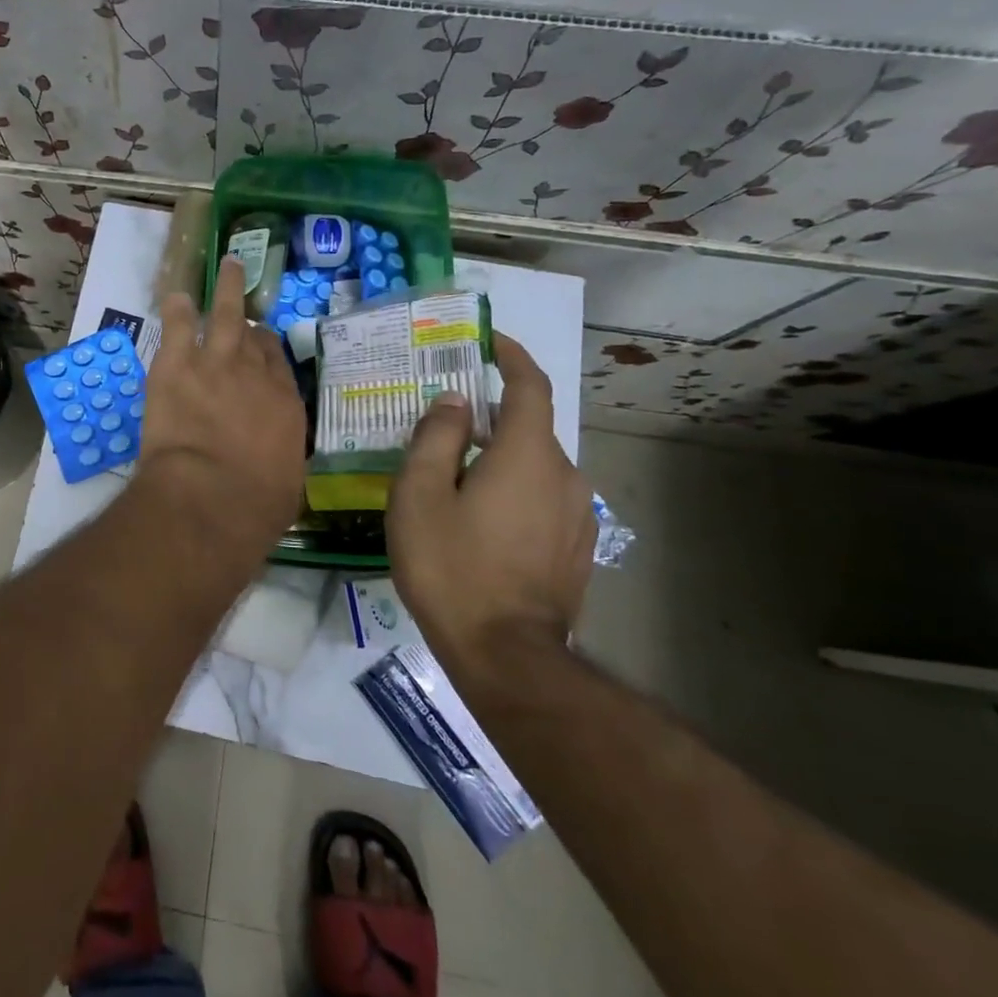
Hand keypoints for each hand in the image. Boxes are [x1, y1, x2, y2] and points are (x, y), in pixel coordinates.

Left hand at [136, 255, 307, 557]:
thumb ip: (277, 456)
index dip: (266, 348)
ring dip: (225, 288)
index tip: (258, 342)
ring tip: (226, 265)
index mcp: (284, 403)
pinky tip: (174, 297)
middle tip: (243, 284)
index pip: (277, 362)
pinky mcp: (176, 365)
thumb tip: (272, 459)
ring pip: (223, 313)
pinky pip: (177, 326)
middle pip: (253, 332)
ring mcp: (215, 362)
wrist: (212, 496)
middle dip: (248, 309)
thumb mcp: (283, 482)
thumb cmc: (255, 505)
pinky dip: (176, 310)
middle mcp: (254, 373)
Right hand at [386, 332, 595, 667]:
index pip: (530, 386)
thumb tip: (454, 402)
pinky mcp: (576, 548)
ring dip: (500, 456)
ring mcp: (577, 515)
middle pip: (528, 427)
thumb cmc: (452, 566)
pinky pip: (544, 498)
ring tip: (456, 475)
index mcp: (526, 454)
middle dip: (491, 416)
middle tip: (444, 424)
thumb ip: (436, 437)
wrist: (507, 656)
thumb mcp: (420, 494)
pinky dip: (514, 488)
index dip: (512, 357)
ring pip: (535, 466)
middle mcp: (564, 475)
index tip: (490, 340)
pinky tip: (481, 518)